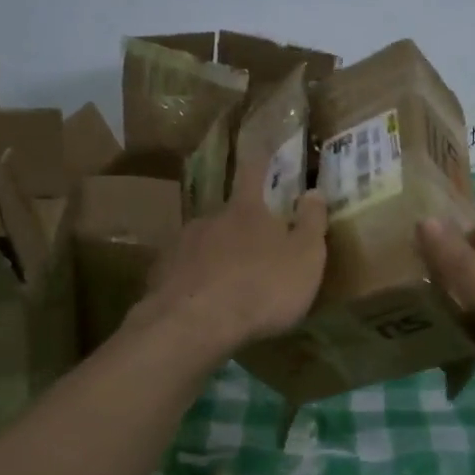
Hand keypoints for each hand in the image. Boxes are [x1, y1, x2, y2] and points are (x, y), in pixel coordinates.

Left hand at [127, 159, 327, 357]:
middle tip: (255, 251)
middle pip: (228, 214)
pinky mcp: (160, 275)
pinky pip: (183, 272)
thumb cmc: (261, 288)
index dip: (260, 159)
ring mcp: (180, 245)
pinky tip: (201, 303)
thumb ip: (311, 223)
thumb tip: (314, 191)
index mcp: (247, 209)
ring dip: (216, 256)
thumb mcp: (305, 258)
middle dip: (241, 228)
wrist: (193, 326)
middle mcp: (210, 218)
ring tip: (228, 284)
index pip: (253, 171)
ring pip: (204, 243)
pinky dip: (194, 282)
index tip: (262, 149)